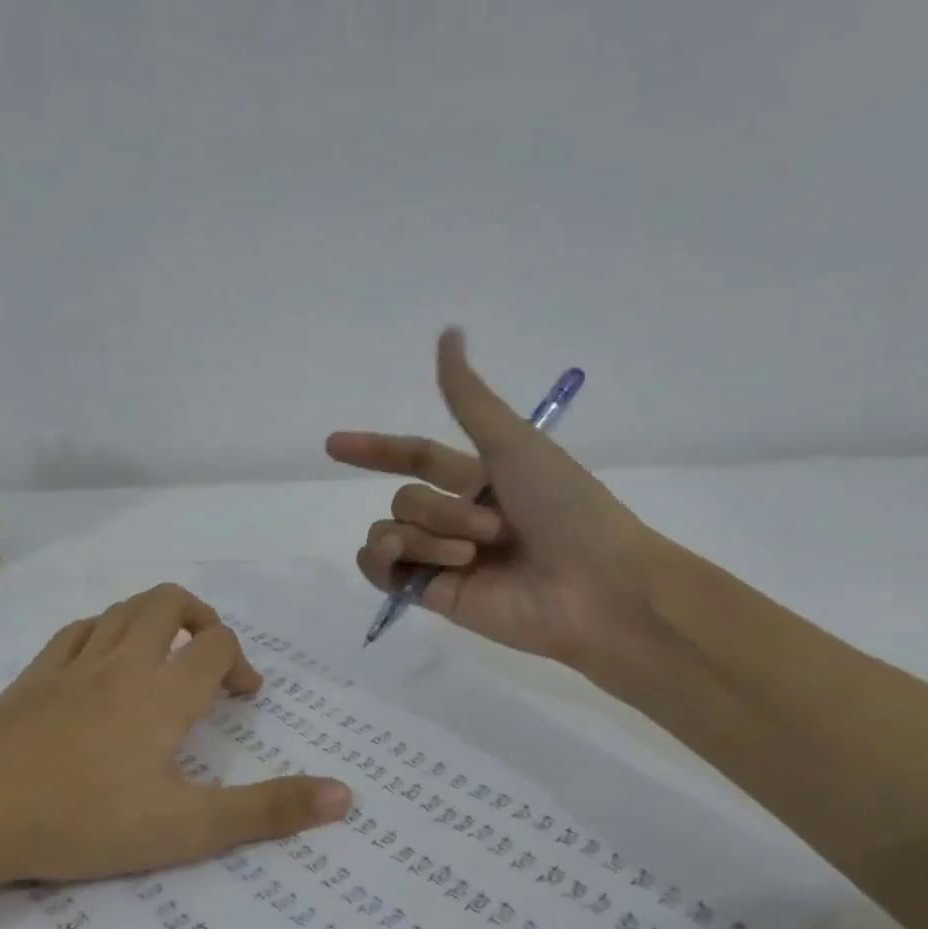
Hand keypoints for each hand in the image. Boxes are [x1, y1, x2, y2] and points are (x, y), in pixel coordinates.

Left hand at [0, 584, 352, 900]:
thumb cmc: (85, 821)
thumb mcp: (188, 828)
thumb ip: (268, 811)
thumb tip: (346, 795)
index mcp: (164, 691)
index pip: (216, 644)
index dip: (239, 662)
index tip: (242, 699)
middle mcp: (123, 662)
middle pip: (169, 603)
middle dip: (200, 620)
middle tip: (208, 662)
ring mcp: (72, 664)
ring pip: (122, 609)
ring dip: (153, 620)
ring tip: (162, 660)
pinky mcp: (32, 676)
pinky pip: (77, 631)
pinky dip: (103, 632)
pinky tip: (101, 662)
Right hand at [327, 329, 673, 683]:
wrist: (592, 586)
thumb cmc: (564, 508)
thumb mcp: (513, 442)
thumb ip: (469, 398)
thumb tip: (447, 333)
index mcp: (481, 479)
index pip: (415, 459)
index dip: (377, 450)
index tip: (335, 445)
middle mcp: (458, 518)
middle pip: (406, 498)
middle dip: (440, 509)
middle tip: (493, 528)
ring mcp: (443, 560)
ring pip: (392, 530)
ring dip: (428, 534)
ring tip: (472, 555)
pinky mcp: (432, 595)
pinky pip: (382, 569)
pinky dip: (384, 559)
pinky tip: (402, 558)